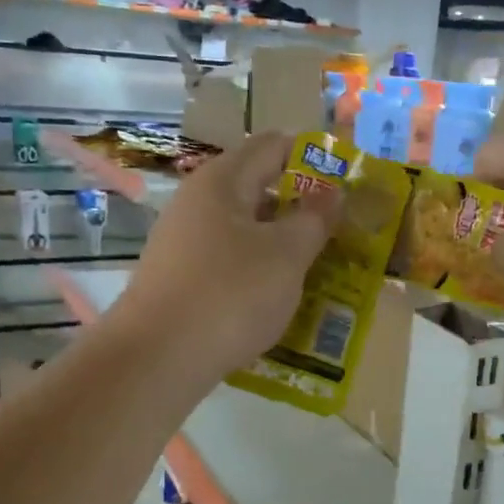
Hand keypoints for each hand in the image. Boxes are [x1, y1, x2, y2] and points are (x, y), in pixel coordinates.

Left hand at [115, 133, 336, 383]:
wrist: (157, 358)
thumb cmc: (230, 294)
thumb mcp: (287, 255)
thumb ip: (314, 219)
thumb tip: (332, 193)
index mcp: (222, 181)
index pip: (273, 145)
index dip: (312, 156)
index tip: (346, 183)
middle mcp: (197, 202)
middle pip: (257, 187)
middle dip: (300, 205)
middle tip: (339, 230)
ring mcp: (184, 241)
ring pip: (244, 229)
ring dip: (281, 242)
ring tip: (317, 266)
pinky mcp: (180, 278)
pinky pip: (228, 261)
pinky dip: (257, 270)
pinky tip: (277, 297)